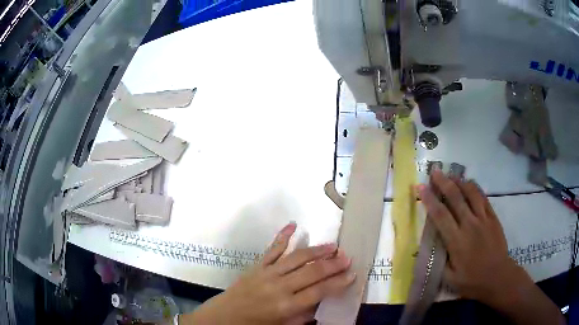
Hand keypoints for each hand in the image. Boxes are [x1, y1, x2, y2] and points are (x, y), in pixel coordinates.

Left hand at [184, 222, 354, 324]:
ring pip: (296, 257)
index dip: (338, 283)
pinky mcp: (257, 266)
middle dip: (333, 264)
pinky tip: (293, 225)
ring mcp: (267, 273)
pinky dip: (283, 236)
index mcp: (287, 306)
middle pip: (311, 272)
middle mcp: (279, 287)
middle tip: (347, 257)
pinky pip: (272, 249)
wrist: (224, 317)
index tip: (352, 274)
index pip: (320, 291)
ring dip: (316, 250)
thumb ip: (304, 315)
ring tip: (333, 245)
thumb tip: (321, 302)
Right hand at [416, 170, 528, 307]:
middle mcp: (469, 225)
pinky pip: (483, 198)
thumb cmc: (472, 280)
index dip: (429, 199)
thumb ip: (439, 260)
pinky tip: (469, 183)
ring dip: (459, 181)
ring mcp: (483, 219)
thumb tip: (429, 246)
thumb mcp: (449, 278)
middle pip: (455, 198)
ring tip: (450, 174)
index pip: (440, 215)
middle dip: (443, 182)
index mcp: (456, 241)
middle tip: (434, 171)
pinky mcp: (493, 217)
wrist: (497, 276)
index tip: (420, 187)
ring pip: (471, 193)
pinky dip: (475, 188)